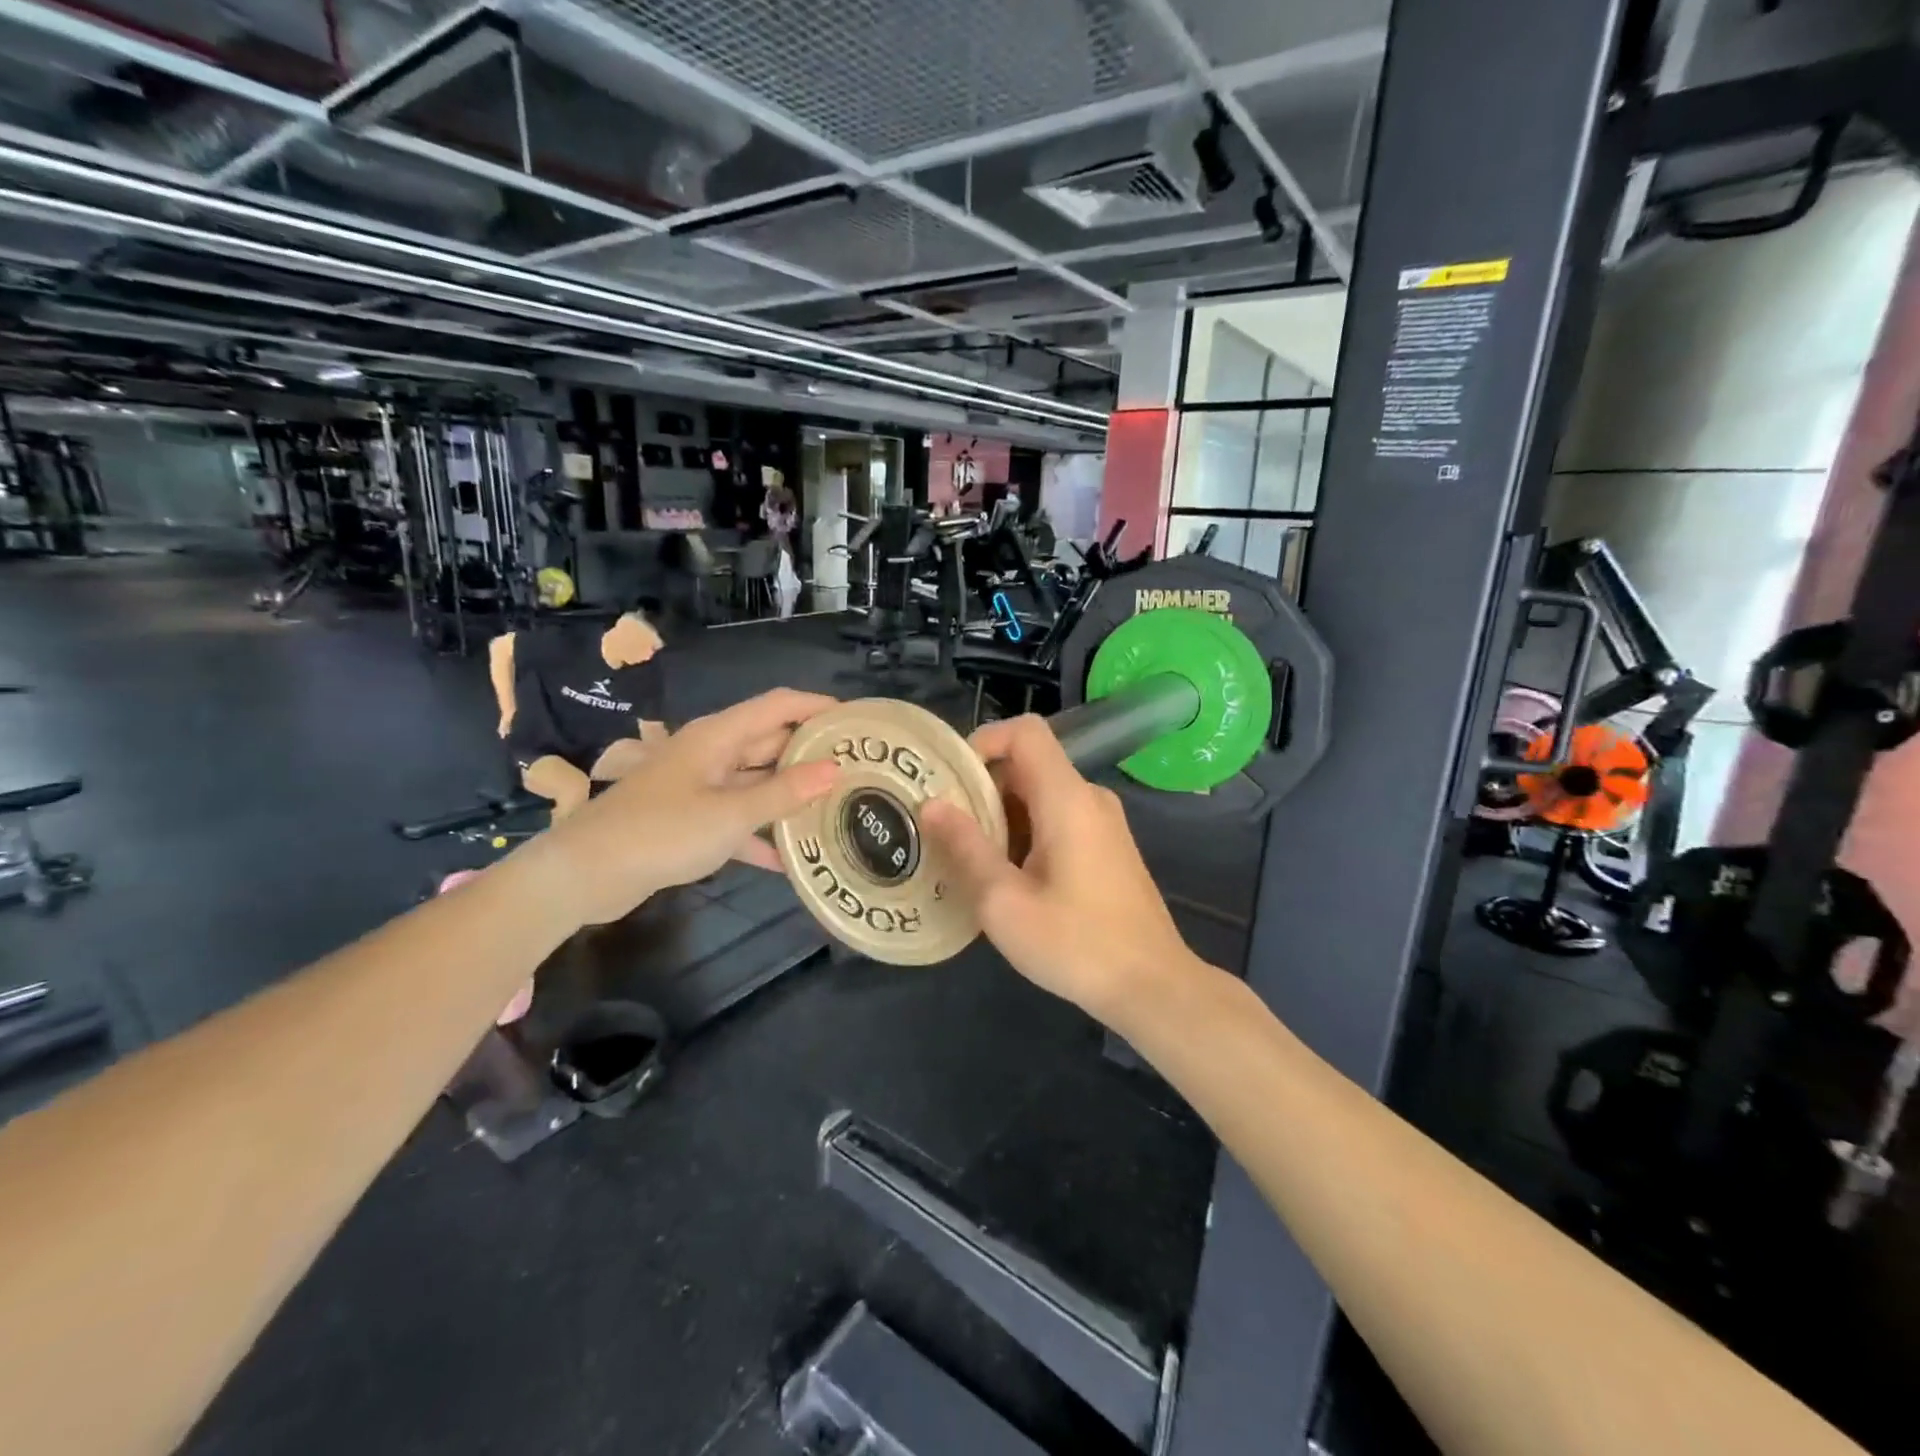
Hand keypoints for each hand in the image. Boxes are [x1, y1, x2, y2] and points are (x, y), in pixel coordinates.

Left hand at [530, 689, 839, 928]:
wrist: (586, 873)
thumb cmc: (661, 831)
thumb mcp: (730, 814)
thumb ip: (783, 793)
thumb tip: (835, 770)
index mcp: (719, 736)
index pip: (778, 705)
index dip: (817, 706)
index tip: (856, 721)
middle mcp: (713, 753)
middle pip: (771, 742)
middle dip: (811, 754)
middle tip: (857, 771)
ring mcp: (701, 787)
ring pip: (757, 782)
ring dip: (790, 796)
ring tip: (837, 808)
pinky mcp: (692, 819)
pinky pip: (738, 818)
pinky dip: (761, 833)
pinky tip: (792, 859)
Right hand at [920, 716, 1194, 1020]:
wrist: (1152, 986)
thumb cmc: (1075, 944)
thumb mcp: (1004, 901)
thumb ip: (966, 847)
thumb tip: (932, 804)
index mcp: (1067, 798)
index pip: (1025, 731)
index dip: (983, 742)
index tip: (951, 782)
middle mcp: (1089, 798)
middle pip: (1028, 764)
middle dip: (983, 788)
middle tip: (947, 828)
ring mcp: (1103, 822)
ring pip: (1041, 794)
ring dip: (1001, 815)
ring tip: (969, 857)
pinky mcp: (1107, 847)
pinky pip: (1057, 818)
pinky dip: (1025, 832)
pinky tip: (1006, 877)